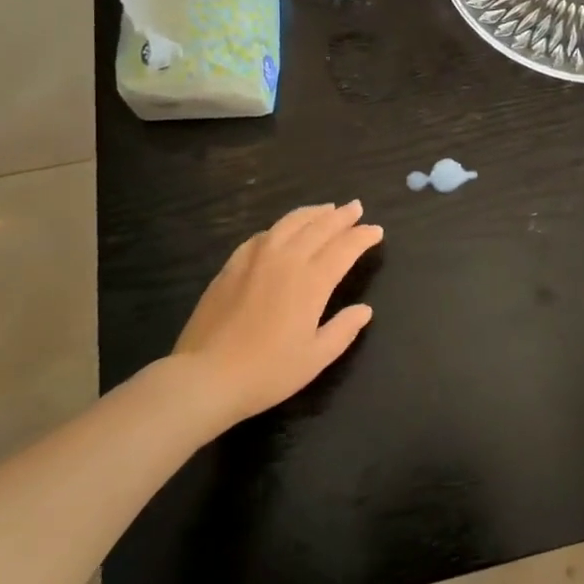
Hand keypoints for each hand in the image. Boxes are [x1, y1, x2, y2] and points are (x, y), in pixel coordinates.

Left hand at [172, 201, 383, 424]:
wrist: (206, 376)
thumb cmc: (267, 372)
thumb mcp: (316, 358)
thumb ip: (343, 330)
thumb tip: (364, 310)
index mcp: (312, 281)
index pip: (345, 247)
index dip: (363, 236)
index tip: (376, 230)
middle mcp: (286, 260)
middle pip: (320, 227)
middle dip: (342, 216)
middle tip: (356, 208)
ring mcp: (256, 258)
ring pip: (290, 223)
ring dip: (313, 213)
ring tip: (326, 209)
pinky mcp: (232, 265)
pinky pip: (263, 235)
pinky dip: (281, 227)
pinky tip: (283, 231)